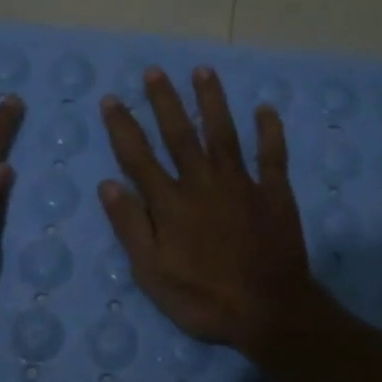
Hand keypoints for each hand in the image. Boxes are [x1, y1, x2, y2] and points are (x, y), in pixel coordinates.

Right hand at [98, 65, 324, 358]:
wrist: (267, 310)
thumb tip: (108, 184)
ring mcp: (241, 184)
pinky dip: (269, 131)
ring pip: (223, 133)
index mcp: (170, 203)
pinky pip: (272, 155)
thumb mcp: (152, 272)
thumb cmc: (203, 298)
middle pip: (179, 134)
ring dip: (212, 101)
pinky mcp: (274, 192)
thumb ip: (131, 226)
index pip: (139, 157)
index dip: (123, 127)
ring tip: (203, 71)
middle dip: (164, 101)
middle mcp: (202, 182)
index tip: (112, 99)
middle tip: (154, 71)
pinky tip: (265, 108)